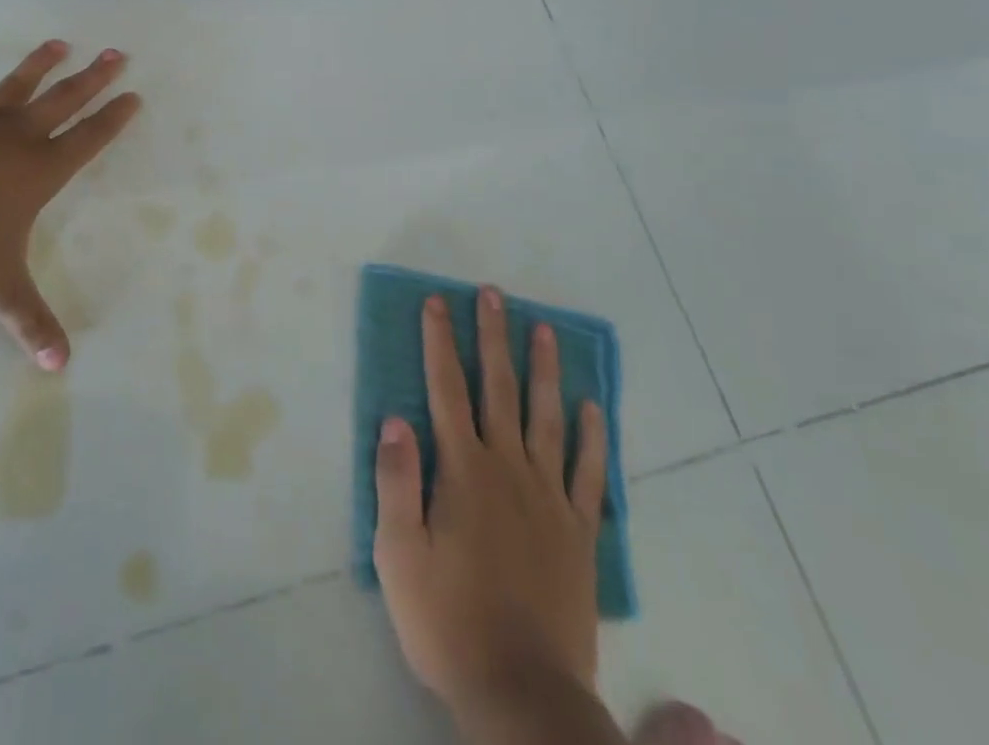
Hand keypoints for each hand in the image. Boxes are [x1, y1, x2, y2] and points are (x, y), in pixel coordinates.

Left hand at [0, 41, 139, 369]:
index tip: (133, 95)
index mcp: (39, 169)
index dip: (114, 118)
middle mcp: (16, 136)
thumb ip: (29, 321)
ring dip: (39, 64)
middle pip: (65, 100)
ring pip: (16, 85)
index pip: (89, 139)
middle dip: (93, 77)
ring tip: (60, 43)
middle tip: (117, 52)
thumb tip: (60, 367)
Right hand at [374, 286, 611, 734]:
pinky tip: (592, 408)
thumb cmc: (448, 621)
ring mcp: (549, 498)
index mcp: (463, 470)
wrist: (522, 693)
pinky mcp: (578, 531)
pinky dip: (591, 437)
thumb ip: (397, 482)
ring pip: (546, 417)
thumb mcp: (399, 555)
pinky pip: (587, 473)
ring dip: (543, 370)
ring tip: (545, 329)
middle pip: (498, 388)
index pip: (445, 389)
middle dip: (493, 337)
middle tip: (494, 294)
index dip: (439, 342)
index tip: (437, 302)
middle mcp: (507, 469)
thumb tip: (395, 418)